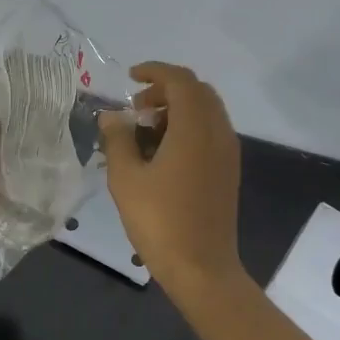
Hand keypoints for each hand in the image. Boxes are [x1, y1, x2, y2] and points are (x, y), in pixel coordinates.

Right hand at [99, 63, 243, 294]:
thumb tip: (111, 116)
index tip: (129, 78)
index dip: (154, 71)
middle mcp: (218, 132)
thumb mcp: (126, 178)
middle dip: (166, 89)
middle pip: (197, 91)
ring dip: (177, 109)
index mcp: (195, 128)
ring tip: (145, 131)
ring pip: (206, 111)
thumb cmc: (160, 220)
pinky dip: (188, 127)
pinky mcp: (228, 170)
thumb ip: (117, 139)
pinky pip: (210, 131)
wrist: (202, 268)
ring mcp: (228, 152)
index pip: (180, 80)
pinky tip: (163, 152)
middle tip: (136, 108)